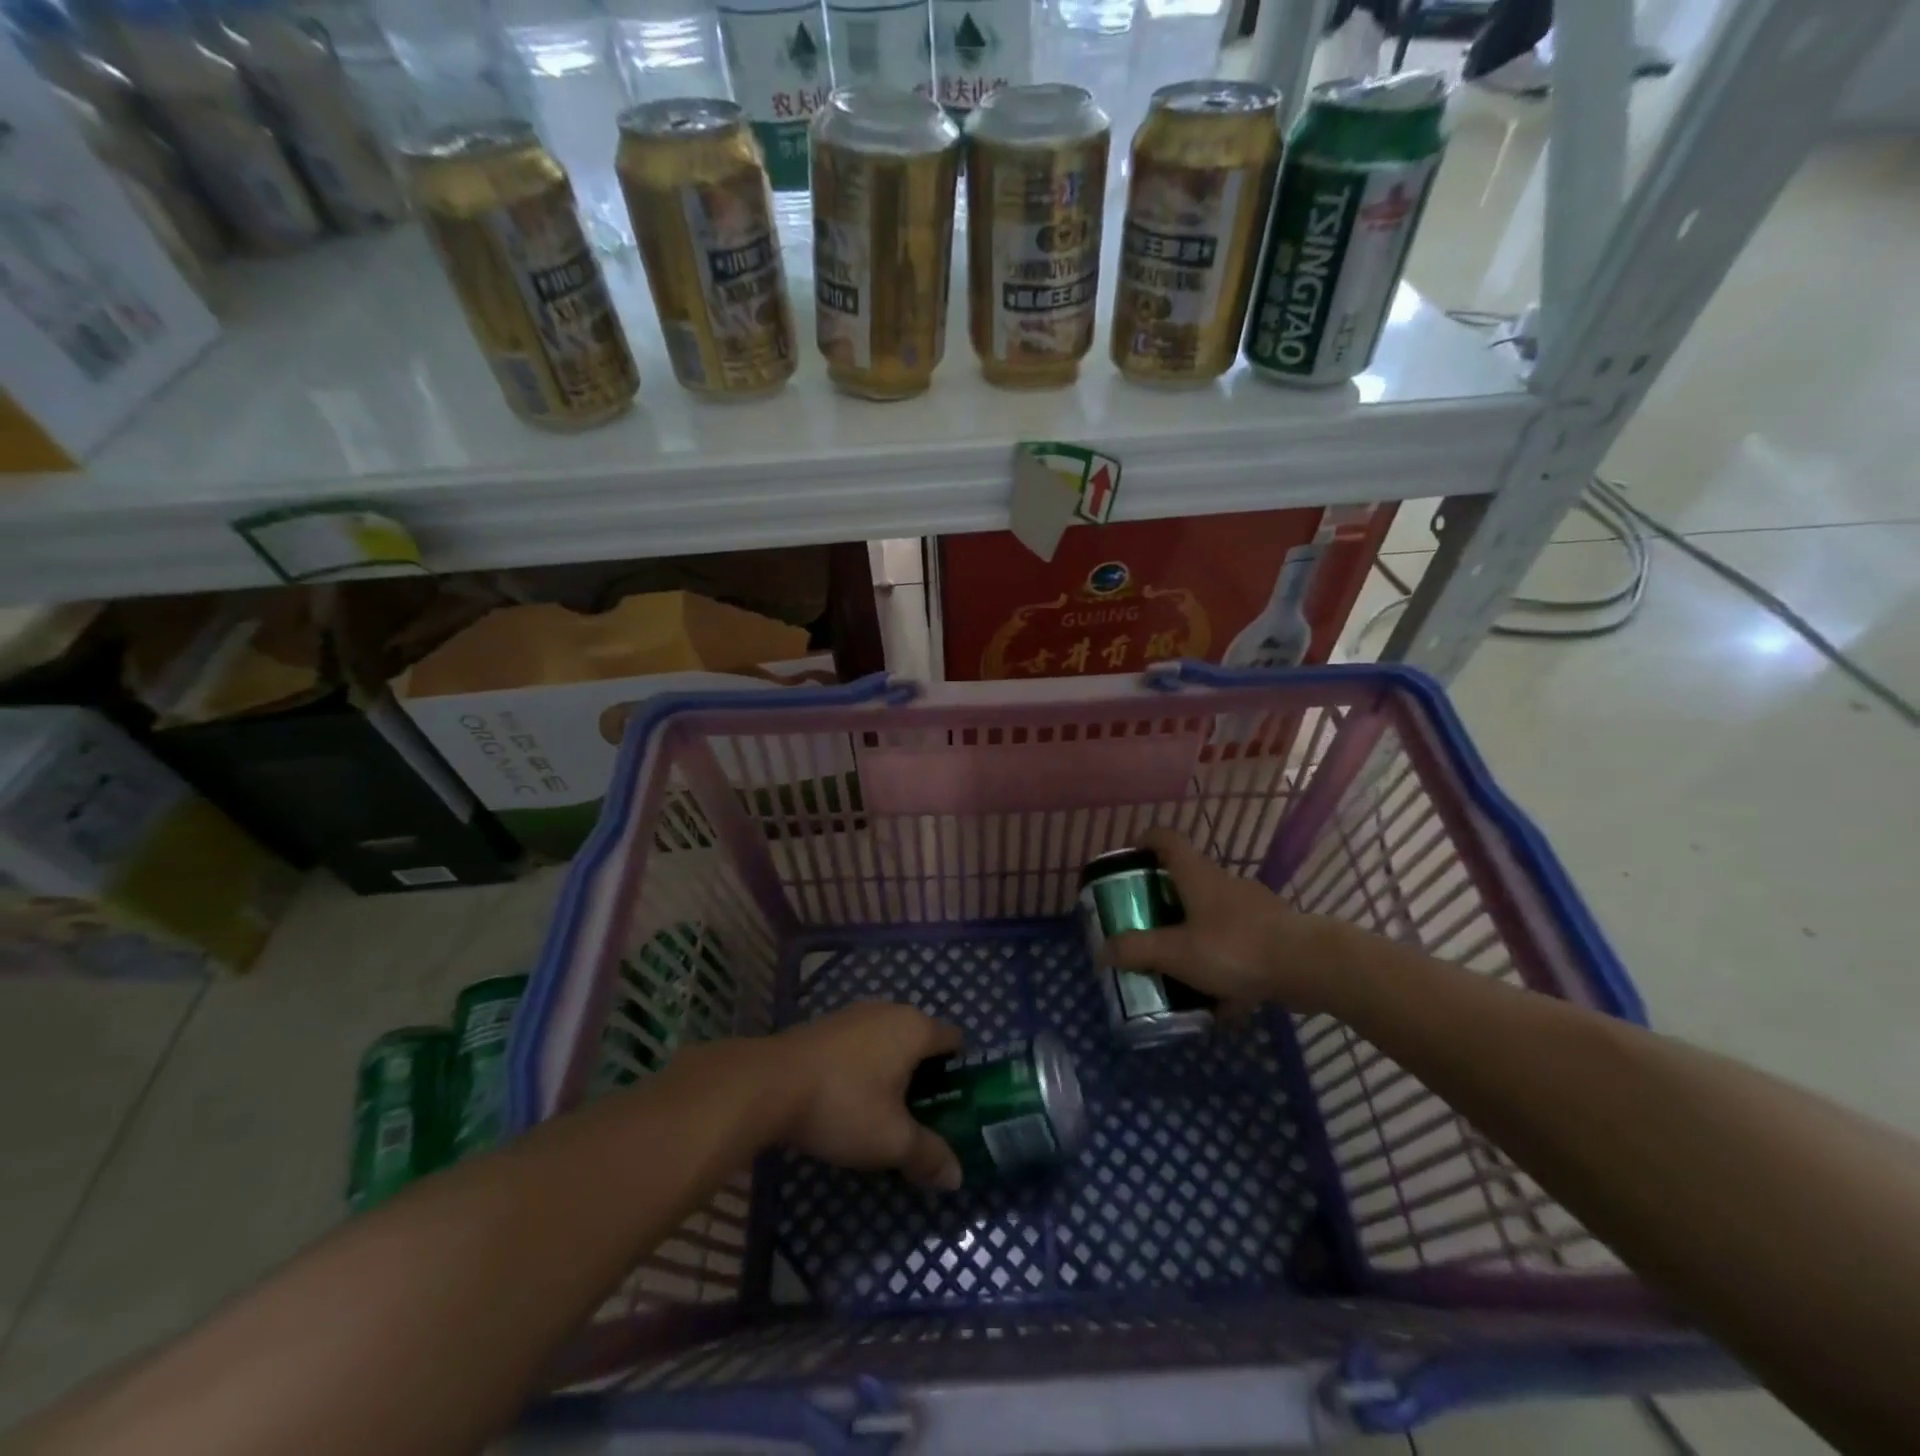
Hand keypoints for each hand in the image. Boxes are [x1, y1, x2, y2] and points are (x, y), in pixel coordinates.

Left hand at [768, 1003, 964, 1189]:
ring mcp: (855, 1013)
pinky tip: (851, 1099)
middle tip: (922, 1118)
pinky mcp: (827, 1025)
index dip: (960, 1072)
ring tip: (886, 1113)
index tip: (956, 1106)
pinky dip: (865, 1066)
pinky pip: (861, 1043)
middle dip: (925, 1075)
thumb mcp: (891, 1140)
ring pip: (889, 1041)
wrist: (769, 1083)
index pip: (954, 1040)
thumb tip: (956, 1176)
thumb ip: (928, 1155)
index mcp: (915, 1028)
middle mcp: (889, 1010)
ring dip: (893, 1071)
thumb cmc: (842, 1105)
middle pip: (921, 1040)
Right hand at [1105, 828, 1334, 1011]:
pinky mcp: (1274, 932)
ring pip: (1213, 914)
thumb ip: (1137, 950)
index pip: (1165, 839)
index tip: (1129, 860)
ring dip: (1194, 934)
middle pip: (1186, 879)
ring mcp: (1253, 906)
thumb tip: (1103, 951)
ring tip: (1179, 969)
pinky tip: (1220, 999)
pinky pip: (1238, 943)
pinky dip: (1224, 962)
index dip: (1143, 842)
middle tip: (1145, 925)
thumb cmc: (1234, 947)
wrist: (1310, 965)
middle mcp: (1224, 882)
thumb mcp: (1176, 952)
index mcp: (1197, 875)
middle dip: (1163, 901)